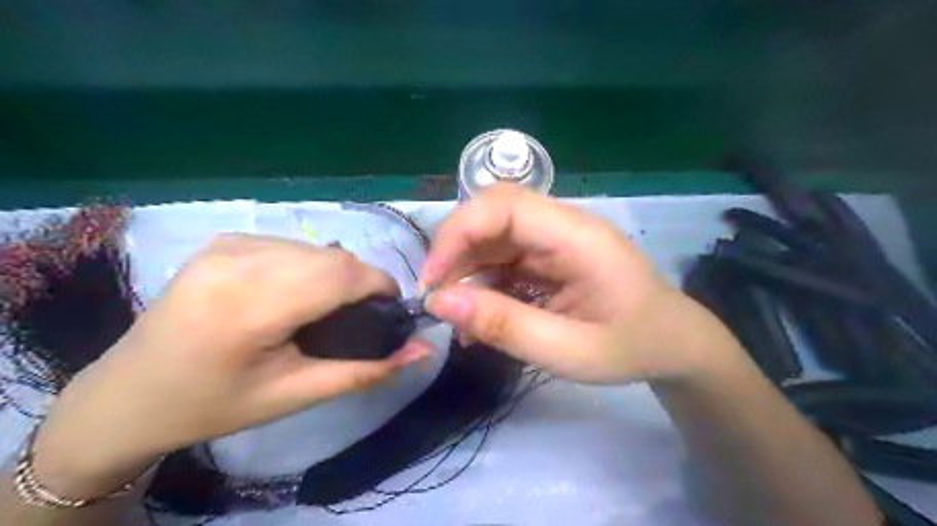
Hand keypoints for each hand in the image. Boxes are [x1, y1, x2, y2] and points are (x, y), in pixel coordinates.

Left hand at [33, 235, 426, 496]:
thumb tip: (422, 350)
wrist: (129, 395)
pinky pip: (291, 244)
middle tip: (360, 317)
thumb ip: (365, 371)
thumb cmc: (214, 404)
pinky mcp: (223, 240)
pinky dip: (310, 264)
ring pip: (315, 248)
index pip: (342, 274)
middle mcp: (237, 261)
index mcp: (250, 306)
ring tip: (328, 307)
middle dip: (361, 282)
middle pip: (332, 258)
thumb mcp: (295, 395)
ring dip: (337, 273)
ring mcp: (227, 244)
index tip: (391, 310)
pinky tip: (297, 292)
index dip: (380, 285)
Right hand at [422, 184, 742, 385]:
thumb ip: (505, 326)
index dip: (458, 234)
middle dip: (455, 251)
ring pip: (493, 235)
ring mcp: (555, 238)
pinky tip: (478, 314)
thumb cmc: (632, 347)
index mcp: (577, 236)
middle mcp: (563, 225)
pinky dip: (482, 282)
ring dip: (465, 269)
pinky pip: (503, 257)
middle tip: (438, 298)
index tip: (433, 281)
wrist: (672, 344)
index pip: (504, 206)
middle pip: (493, 213)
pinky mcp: (549, 255)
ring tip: (457, 314)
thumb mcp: (569, 351)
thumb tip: (440, 302)